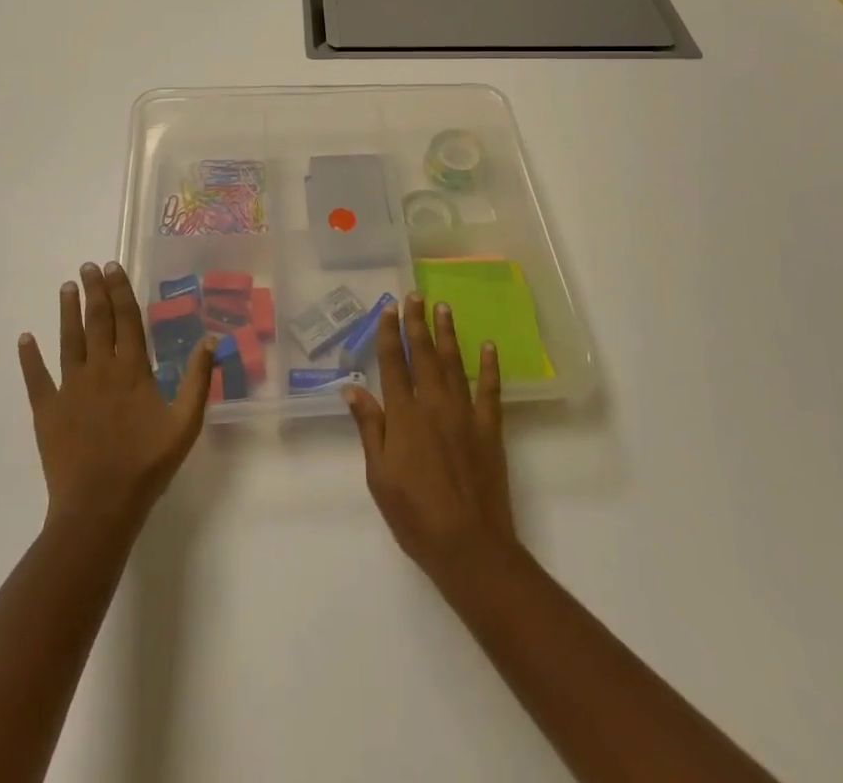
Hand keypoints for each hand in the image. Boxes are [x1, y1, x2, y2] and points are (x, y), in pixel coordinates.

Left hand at [18, 261, 215, 540]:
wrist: (99, 507)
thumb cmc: (147, 464)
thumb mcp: (186, 423)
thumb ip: (199, 379)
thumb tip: (211, 338)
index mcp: (132, 369)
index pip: (127, 319)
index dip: (120, 290)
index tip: (113, 267)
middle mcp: (100, 369)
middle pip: (97, 321)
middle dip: (94, 291)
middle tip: (88, 266)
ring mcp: (70, 388)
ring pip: (69, 340)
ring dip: (68, 312)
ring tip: (67, 287)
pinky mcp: (47, 411)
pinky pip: (36, 378)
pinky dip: (30, 358)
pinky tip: (25, 339)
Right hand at [346, 295, 518, 585]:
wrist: (469, 546)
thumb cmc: (415, 515)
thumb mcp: (379, 476)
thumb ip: (369, 428)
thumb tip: (352, 388)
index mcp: (404, 415)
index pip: (394, 364)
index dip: (390, 334)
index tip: (389, 308)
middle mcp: (434, 404)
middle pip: (424, 355)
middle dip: (417, 323)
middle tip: (415, 295)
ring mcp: (464, 414)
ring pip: (454, 363)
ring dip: (448, 334)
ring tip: (444, 307)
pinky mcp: (489, 428)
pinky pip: (490, 389)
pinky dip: (490, 366)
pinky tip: (488, 346)